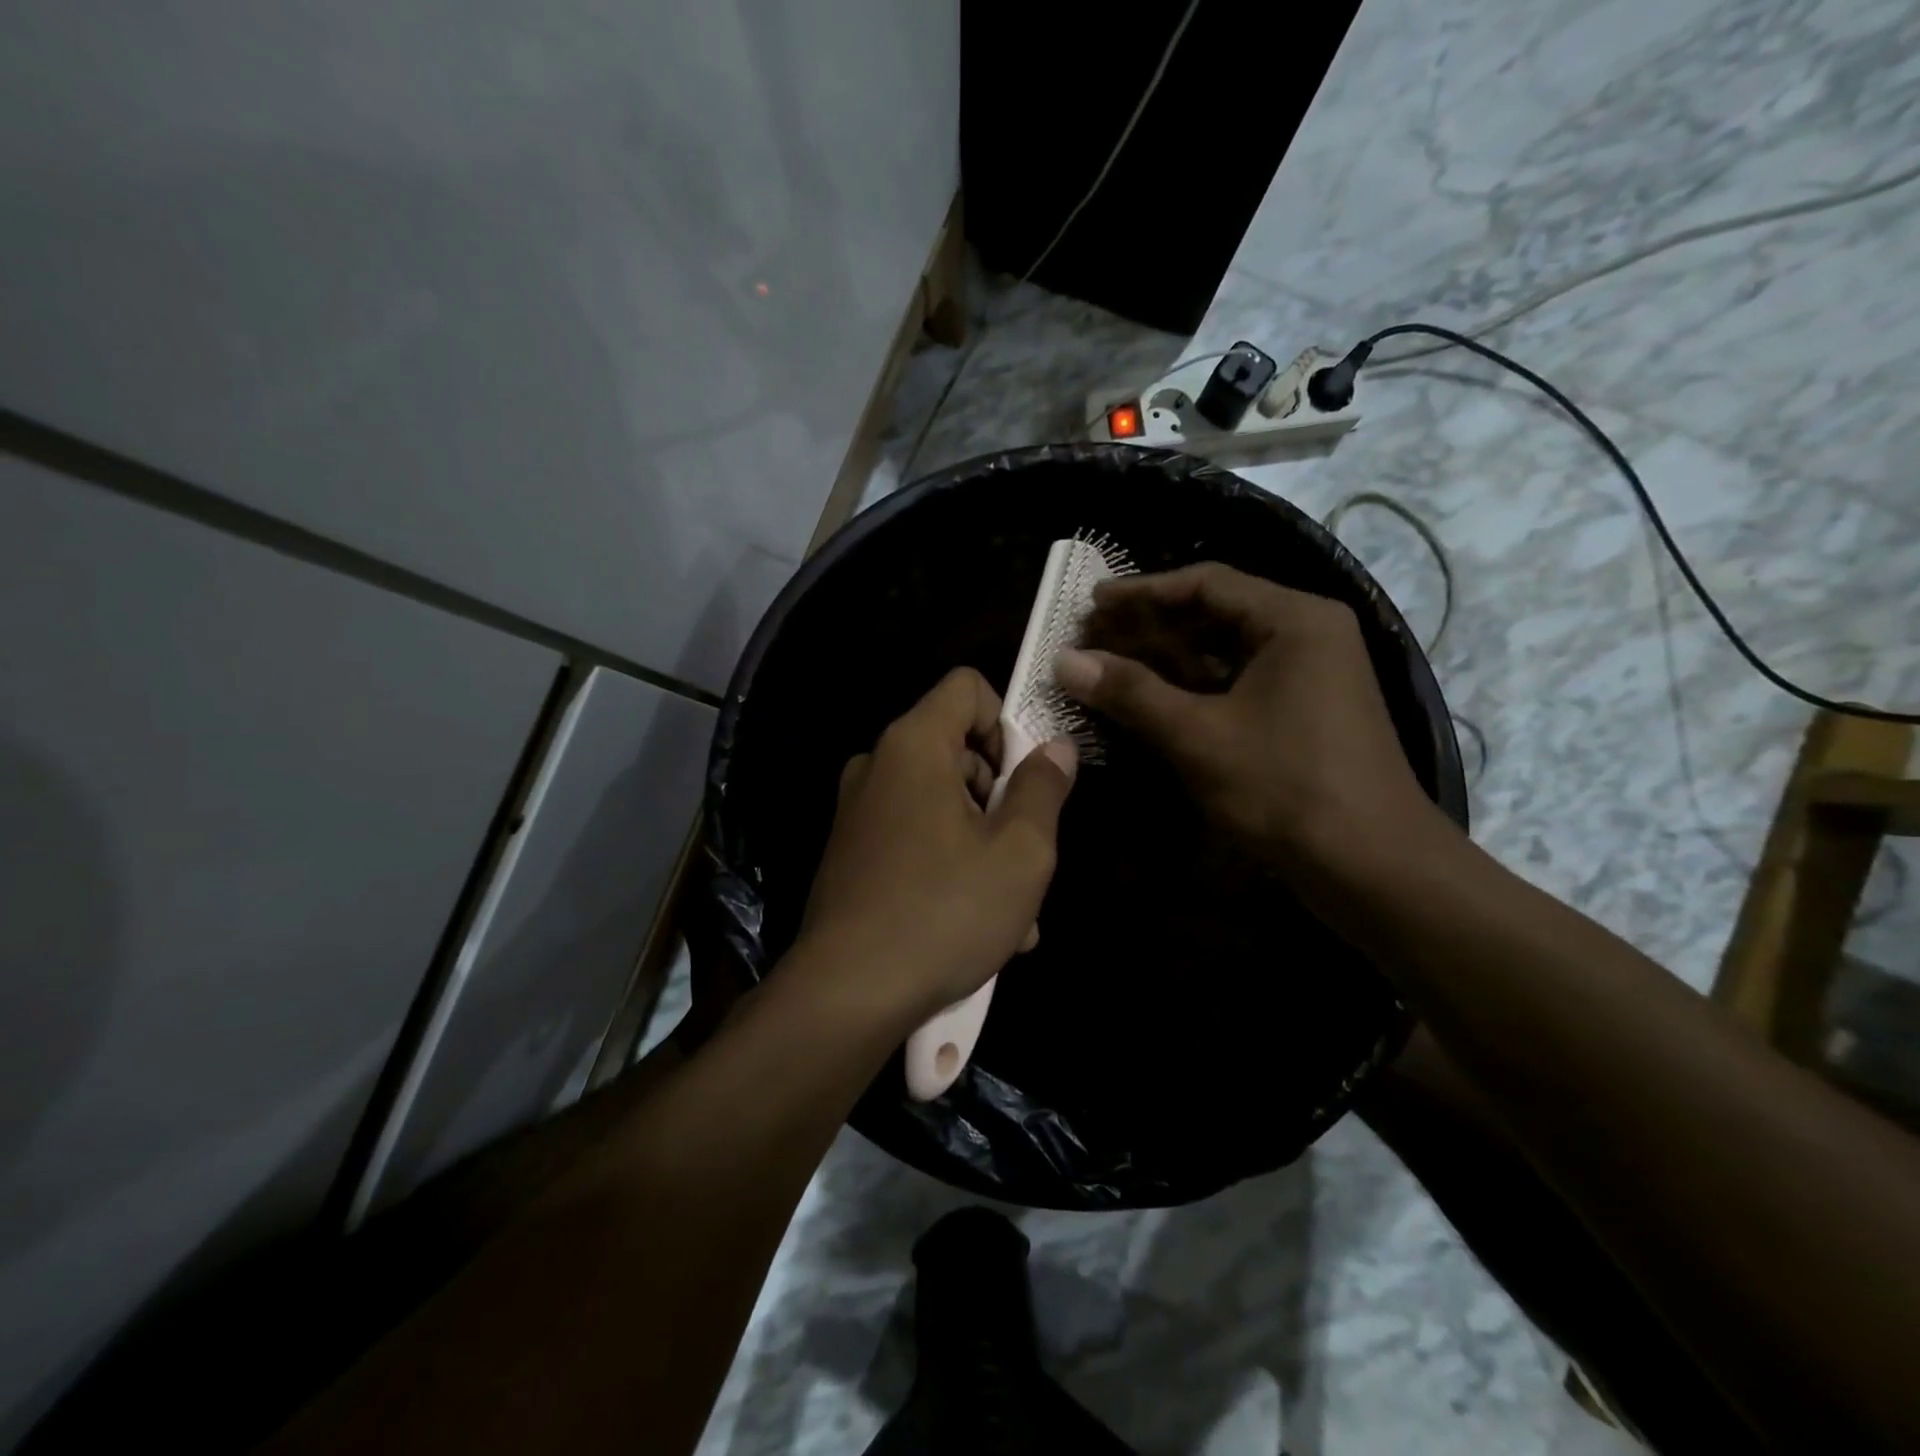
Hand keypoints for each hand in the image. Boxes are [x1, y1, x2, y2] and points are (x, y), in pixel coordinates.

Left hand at [796, 667, 1077, 1027]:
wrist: (846, 994)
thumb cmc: (945, 911)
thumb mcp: (1019, 852)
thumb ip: (1043, 788)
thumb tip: (1057, 747)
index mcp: (913, 745)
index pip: (966, 687)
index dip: (1006, 720)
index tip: (1025, 779)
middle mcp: (877, 766)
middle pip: (957, 750)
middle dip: (1001, 798)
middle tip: (1027, 858)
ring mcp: (859, 812)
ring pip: (942, 805)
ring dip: (985, 845)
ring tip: (1014, 913)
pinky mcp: (851, 854)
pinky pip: (915, 838)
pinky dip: (950, 865)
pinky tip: (976, 925)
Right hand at [1055, 562, 1444, 877]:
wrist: (1373, 868)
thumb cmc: (1286, 788)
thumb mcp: (1198, 736)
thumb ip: (1130, 692)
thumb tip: (1064, 660)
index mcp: (1294, 619)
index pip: (1206, 583)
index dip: (1142, 591)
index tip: (1091, 604)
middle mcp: (1306, 634)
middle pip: (1214, 614)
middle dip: (1149, 627)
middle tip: (1091, 639)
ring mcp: (1309, 675)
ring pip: (1223, 652)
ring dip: (1166, 660)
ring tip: (1109, 668)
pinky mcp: (1302, 712)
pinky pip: (1236, 684)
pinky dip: (1191, 689)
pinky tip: (1149, 701)